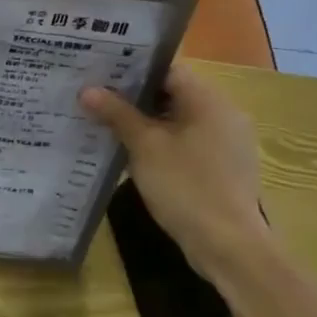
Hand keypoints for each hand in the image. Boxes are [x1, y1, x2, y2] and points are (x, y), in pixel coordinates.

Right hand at [80, 64, 271, 274]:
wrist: (229, 246)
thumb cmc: (186, 186)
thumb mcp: (144, 146)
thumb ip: (116, 114)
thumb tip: (88, 90)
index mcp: (208, 100)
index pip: (167, 70)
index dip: (132, 69)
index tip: (99, 74)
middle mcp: (223, 114)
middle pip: (172, 94)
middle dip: (133, 98)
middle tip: (95, 98)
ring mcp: (226, 143)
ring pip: (178, 120)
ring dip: (145, 122)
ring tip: (106, 124)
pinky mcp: (222, 168)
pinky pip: (186, 143)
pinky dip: (161, 143)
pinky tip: (133, 154)